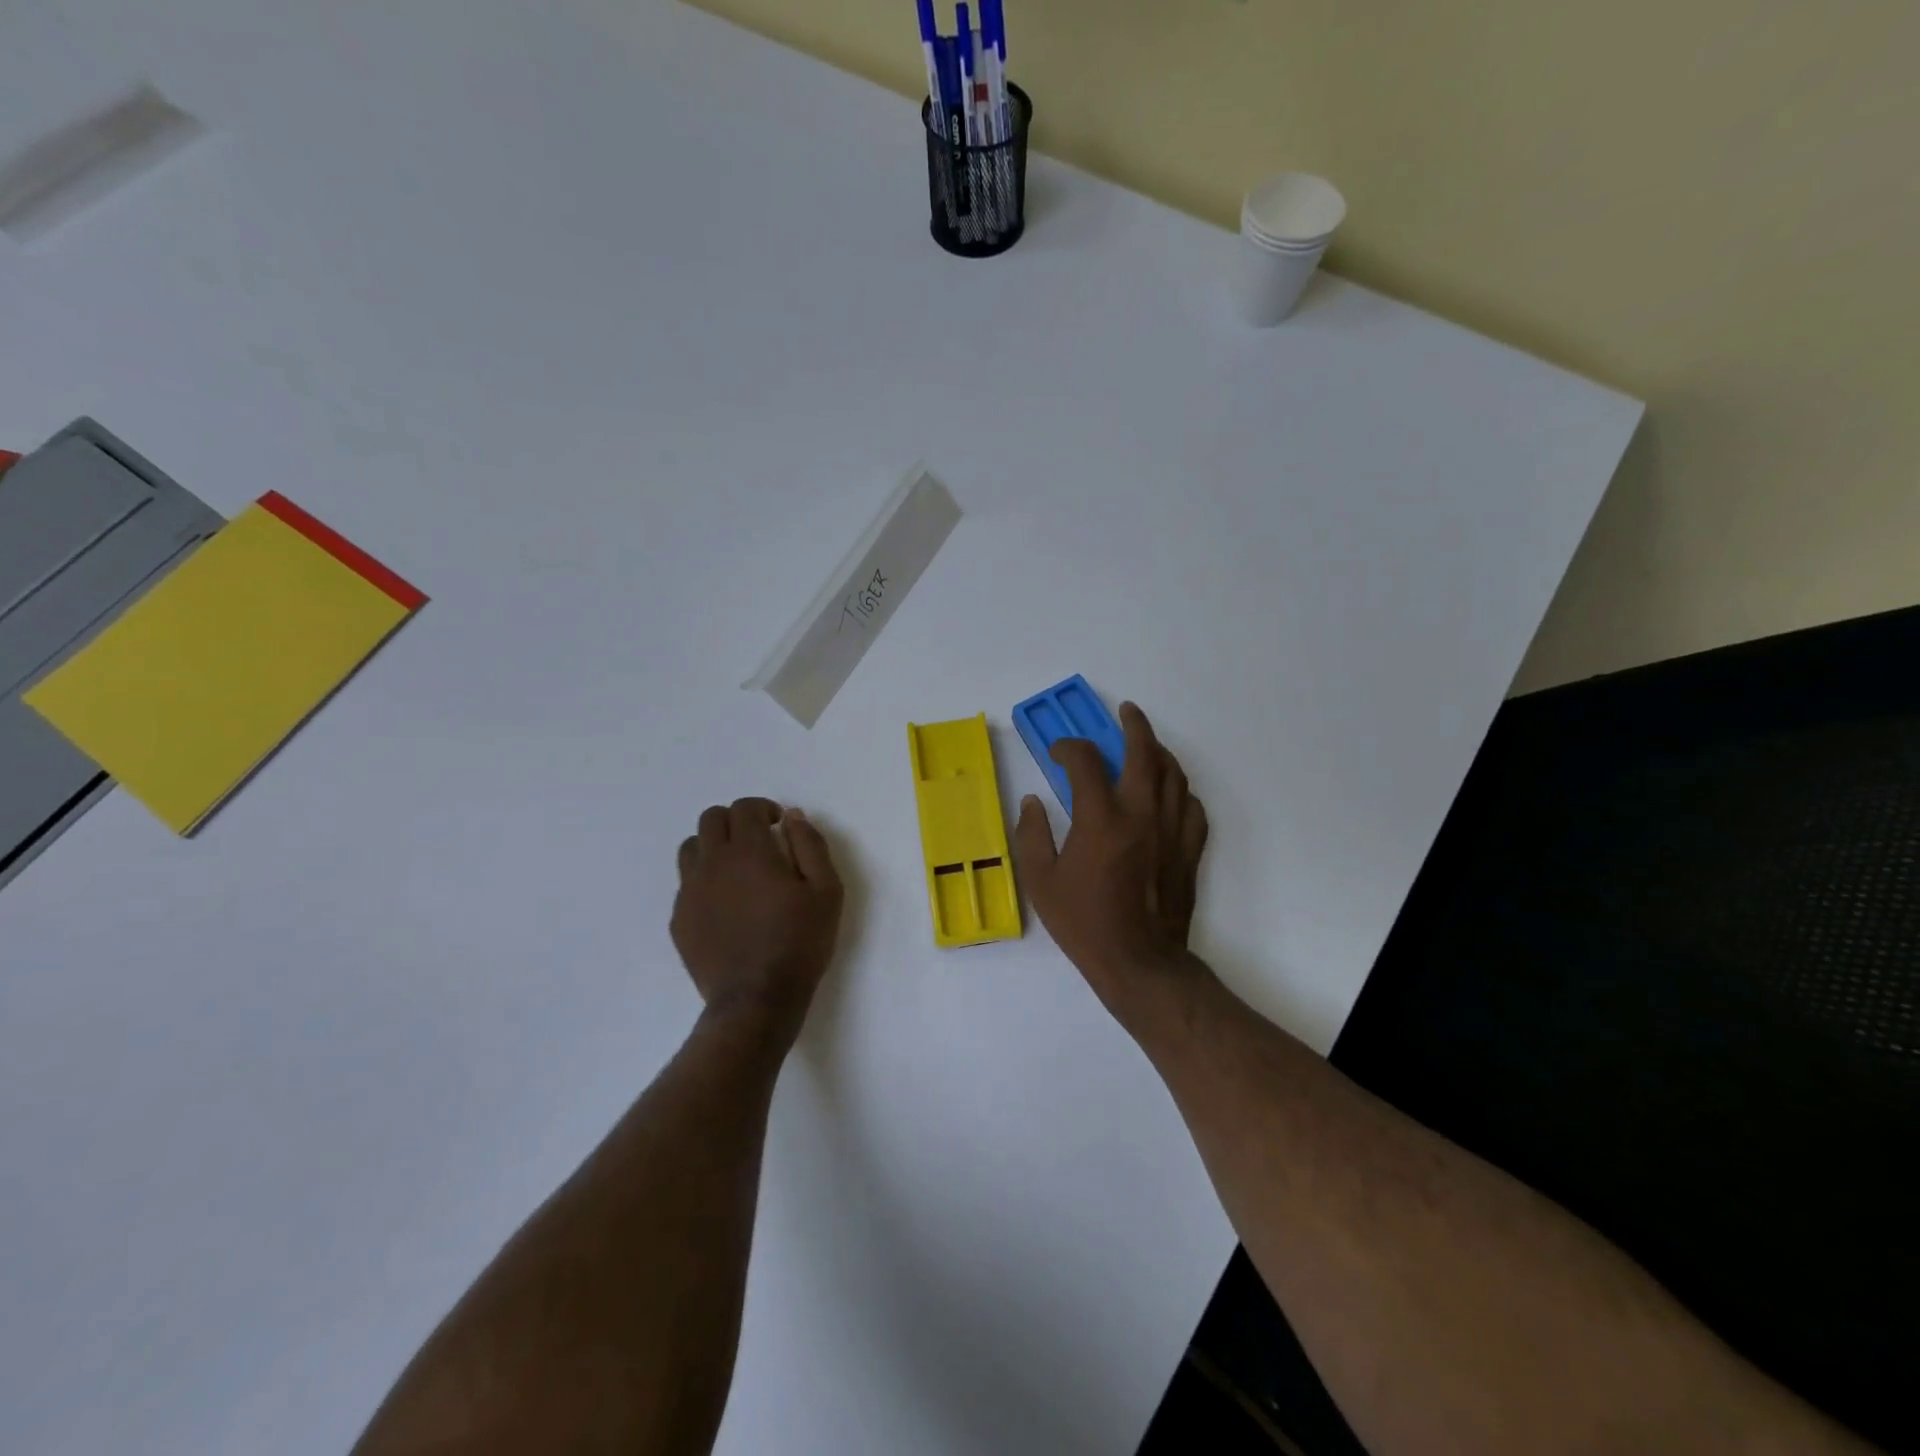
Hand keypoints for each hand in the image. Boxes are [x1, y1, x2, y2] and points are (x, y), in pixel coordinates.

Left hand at [672, 798, 843, 1042]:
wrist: (757, 999)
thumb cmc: (800, 942)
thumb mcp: (826, 890)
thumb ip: (810, 845)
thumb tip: (792, 816)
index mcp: (749, 851)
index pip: (744, 808)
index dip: (763, 808)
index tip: (779, 825)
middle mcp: (712, 863)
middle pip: (711, 819)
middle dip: (736, 820)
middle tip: (759, 841)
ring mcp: (690, 892)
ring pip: (691, 847)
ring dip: (713, 846)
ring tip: (736, 868)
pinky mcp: (679, 919)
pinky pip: (685, 884)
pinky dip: (703, 879)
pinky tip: (725, 903)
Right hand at [1014, 703, 1209, 1021]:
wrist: (1139, 961)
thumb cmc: (1084, 922)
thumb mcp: (1040, 882)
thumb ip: (1032, 835)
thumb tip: (1034, 802)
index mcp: (1101, 818)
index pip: (1085, 761)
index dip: (1068, 747)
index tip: (1058, 753)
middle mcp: (1141, 813)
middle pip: (1144, 752)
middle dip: (1133, 725)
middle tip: (1125, 711)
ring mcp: (1171, 830)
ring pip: (1174, 774)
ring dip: (1158, 752)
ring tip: (1146, 744)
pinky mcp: (1189, 849)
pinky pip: (1192, 806)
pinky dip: (1180, 790)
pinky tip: (1169, 793)